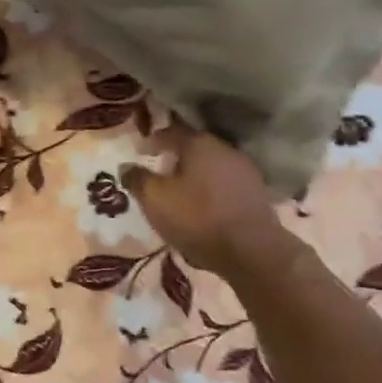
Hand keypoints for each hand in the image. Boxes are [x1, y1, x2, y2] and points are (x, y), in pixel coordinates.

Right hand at [123, 127, 294, 276]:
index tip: (140, 151)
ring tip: (181, 190)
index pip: (170, 131)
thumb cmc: (198, 219)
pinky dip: (211, 188)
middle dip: (175, 156)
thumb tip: (125, 166)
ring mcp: (245, 169)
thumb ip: (138, 180)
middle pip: (194, 146)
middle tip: (159, 170)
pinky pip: (225, 182)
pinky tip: (204, 204)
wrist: (251, 251)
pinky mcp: (257, 192)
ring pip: (211, 164)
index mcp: (199, 143)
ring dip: (195, 173)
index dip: (153, 140)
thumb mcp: (156, 200)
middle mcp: (224, 148)